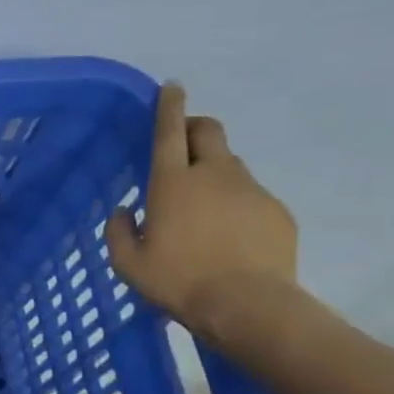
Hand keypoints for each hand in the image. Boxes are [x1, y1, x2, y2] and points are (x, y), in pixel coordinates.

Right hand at [105, 83, 298, 348]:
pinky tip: (229, 235)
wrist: (247, 306)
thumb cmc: (178, 281)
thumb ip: (118, 231)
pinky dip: (236, 203)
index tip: (172, 87)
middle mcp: (214, 175)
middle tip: (182, 142)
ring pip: (231, 164)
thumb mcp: (127, 264)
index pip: (169, 132)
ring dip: (214, 170)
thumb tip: (122, 210)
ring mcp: (251, 190)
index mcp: (172, 183)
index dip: (169, 106)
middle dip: (195, 127)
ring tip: (203, 205)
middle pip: (209, 131)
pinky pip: (251, 195)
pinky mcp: (276, 210)